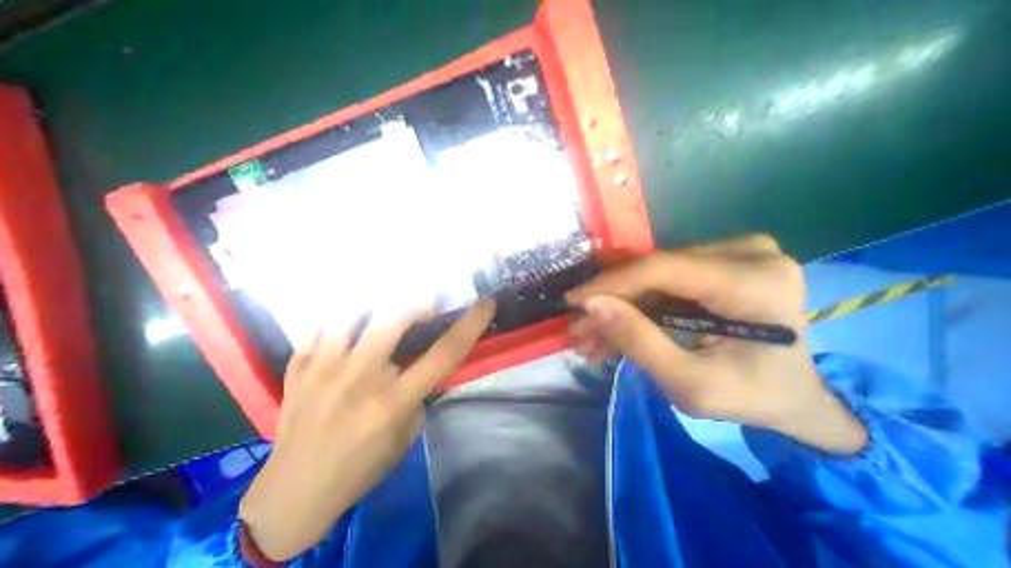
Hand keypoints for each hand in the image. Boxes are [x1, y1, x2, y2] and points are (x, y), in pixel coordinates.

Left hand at [239, 299, 497, 561]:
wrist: (293, 494)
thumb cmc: (362, 466)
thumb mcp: (407, 433)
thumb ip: (420, 392)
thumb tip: (426, 362)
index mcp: (393, 401)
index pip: (443, 354)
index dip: (470, 325)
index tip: (485, 304)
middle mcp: (359, 378)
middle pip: (394, 319)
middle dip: (419, 304)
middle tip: (429, 306)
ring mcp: (322, 369)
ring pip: (351, 313)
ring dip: (376, 305)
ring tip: (386, 307)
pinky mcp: (298, 368)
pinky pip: (318, 325)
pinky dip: (338, 316)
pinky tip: (348, 320)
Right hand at [571, 236, 864, 456]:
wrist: (793, 394)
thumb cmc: (751, 397)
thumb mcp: (691, 385)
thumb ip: (639, 343)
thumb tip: (592, 306)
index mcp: (754, 282)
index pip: (661, 268)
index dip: (609, 283)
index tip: (572, 301)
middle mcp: (746, 253)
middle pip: (651, 270)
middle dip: (609, 301)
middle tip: (580, 329)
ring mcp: (732, 252)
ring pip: (649, 274)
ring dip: (618, 304)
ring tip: (592, 334)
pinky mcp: (717, 260)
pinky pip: (661, 278)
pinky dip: (635, 302)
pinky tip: (614, 325)